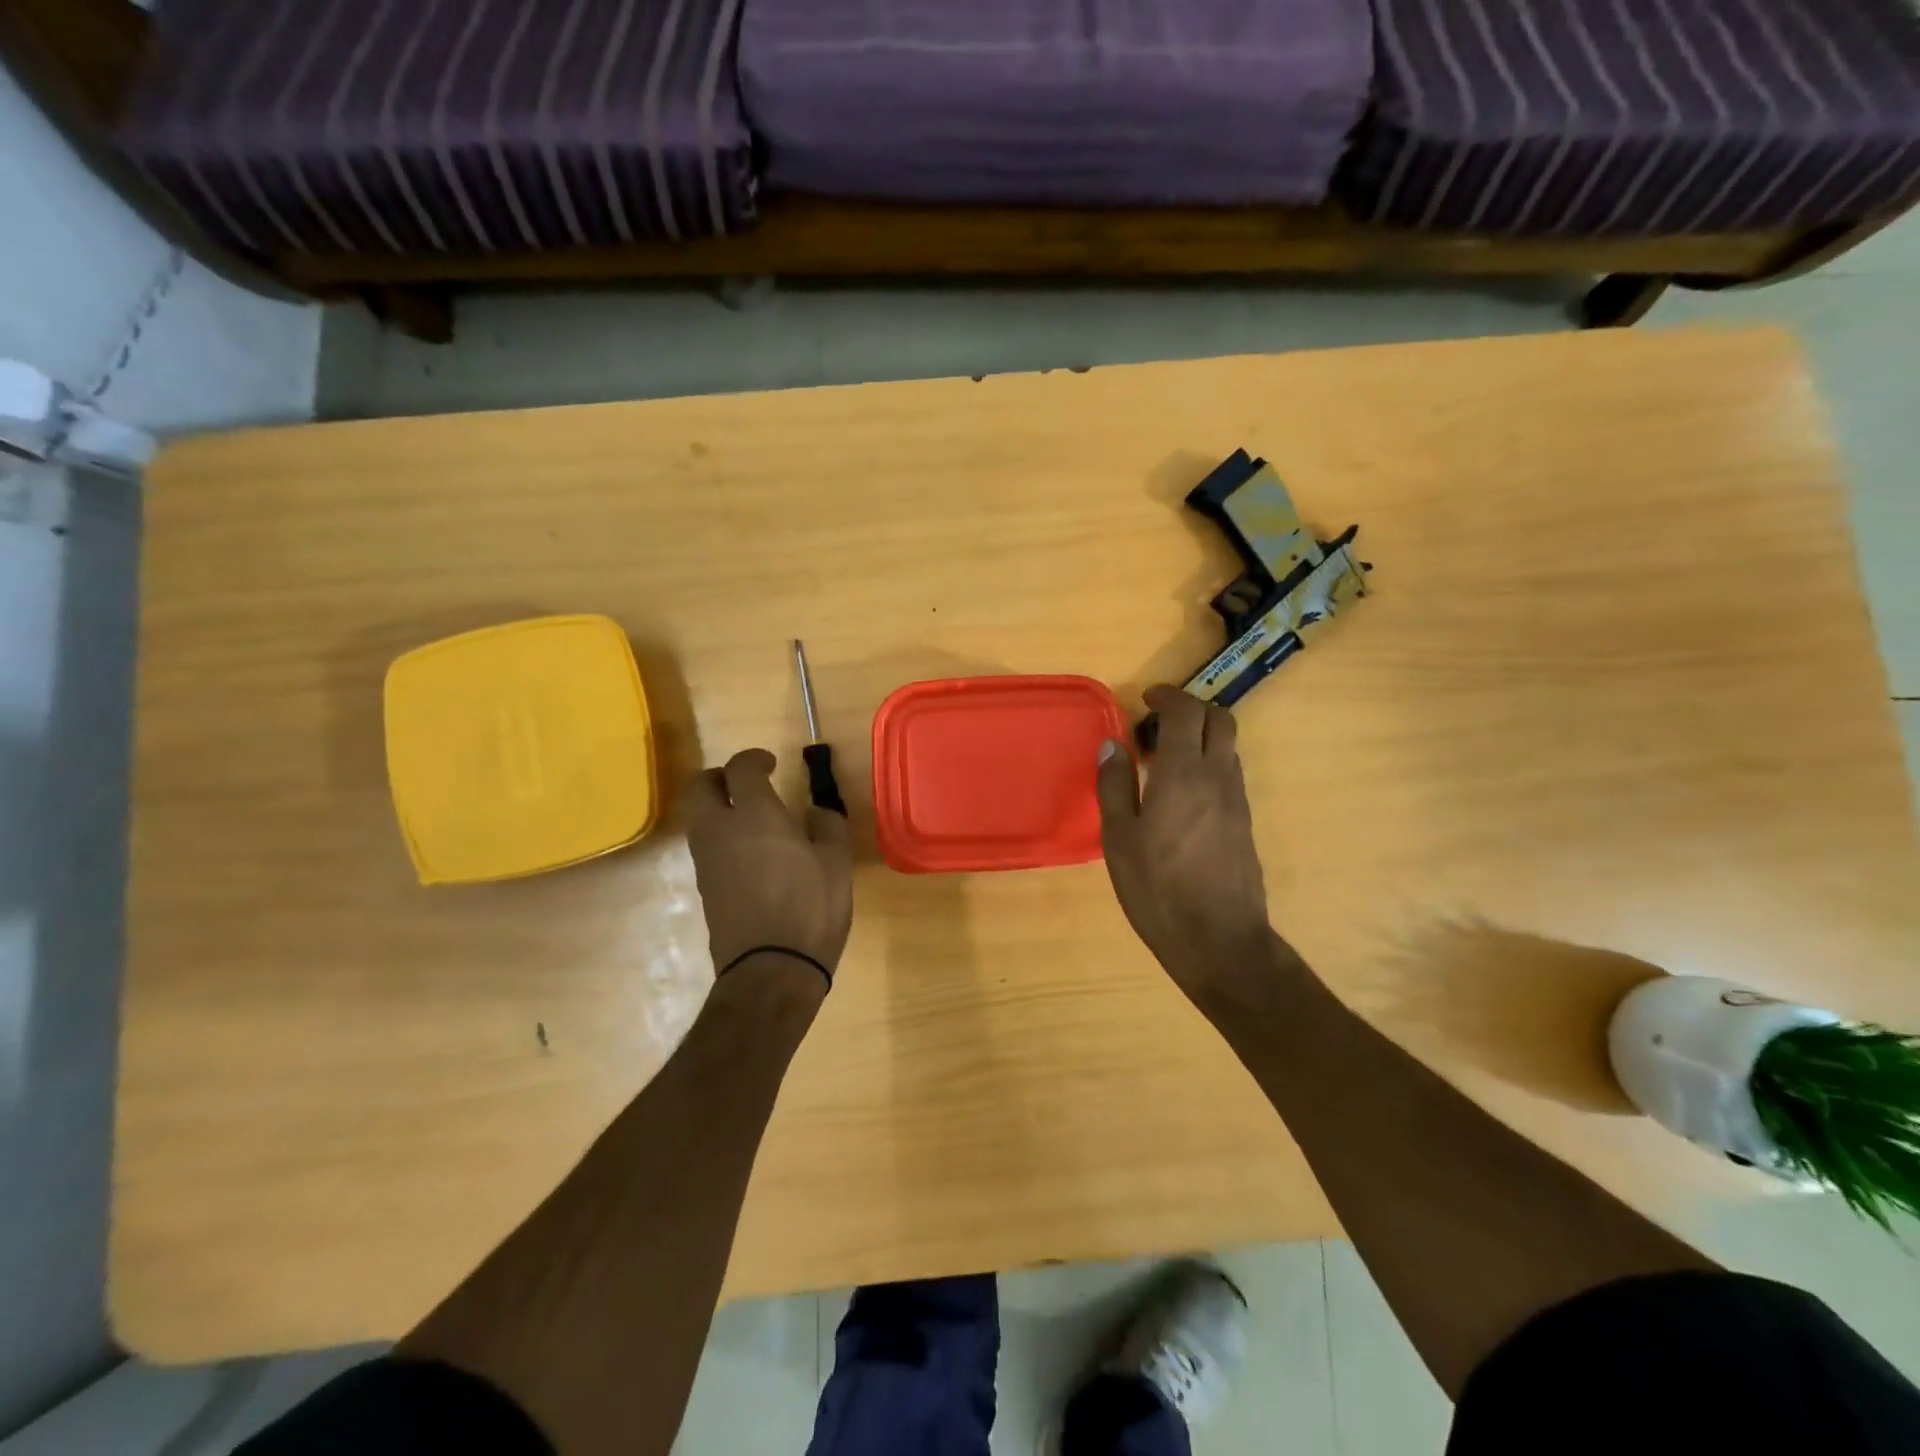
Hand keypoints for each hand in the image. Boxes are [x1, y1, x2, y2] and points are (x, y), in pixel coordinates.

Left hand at [686, 749, 853, 983]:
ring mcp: (707, 861)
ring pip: (698, 817)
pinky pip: (705, 846)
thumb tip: (814, 813)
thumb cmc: (810, 908)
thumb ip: (826, 826)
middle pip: (700, 787)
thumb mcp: (836, 862)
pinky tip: (750, 852)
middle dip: (719, 776)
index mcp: (755, 815)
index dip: (754, 758)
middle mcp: (720, 830)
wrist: (770, 969)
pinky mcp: (704, 887)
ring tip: (751, 817)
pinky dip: (721, 836)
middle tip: (746, 782)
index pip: (740, 768)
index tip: (771, 763)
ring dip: (717, 807)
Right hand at [1096, 686, 1276, 999]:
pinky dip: (1209, 763)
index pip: (1186, 712)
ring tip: (1166, 757)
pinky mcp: (1244, 823)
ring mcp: (1238, 801)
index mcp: (1184, 774)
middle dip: (1191, 708)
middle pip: (1220, 719)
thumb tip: (1112, 744)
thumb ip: (1115, 786)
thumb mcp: (1120, 839)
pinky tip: (1182, 793)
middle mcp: (1219, 777)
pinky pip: (1230, 774)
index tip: (1146, 699)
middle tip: (1159, 721)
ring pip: (1229, 746)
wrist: (1220, 941)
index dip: (1167, 696)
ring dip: (1202, 736)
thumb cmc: (1158, 889)